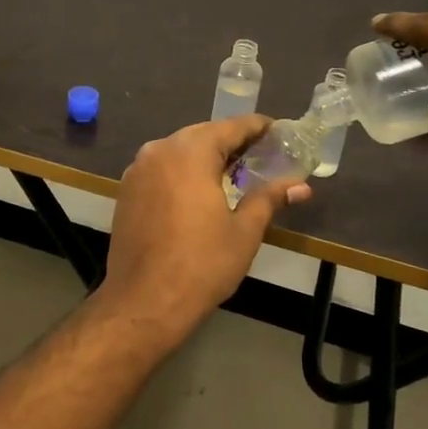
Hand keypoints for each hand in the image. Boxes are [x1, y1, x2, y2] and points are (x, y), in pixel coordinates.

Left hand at [99, 116, 310, 335]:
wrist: (144, 301)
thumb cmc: (201, 264)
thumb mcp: (244, 231)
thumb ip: (269, 199)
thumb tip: (300, 186)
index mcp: (190, 152)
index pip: (230, 127)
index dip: (256, 127)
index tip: (277, 131)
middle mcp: (159, 150)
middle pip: (202, 135)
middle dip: (230, 142)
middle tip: (260, 154)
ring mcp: (138, 170)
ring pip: (178, 150)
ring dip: (205, 155)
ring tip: (233, 172)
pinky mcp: (127, 190)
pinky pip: (161, 168)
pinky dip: (182, 170)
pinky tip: (198, 190)